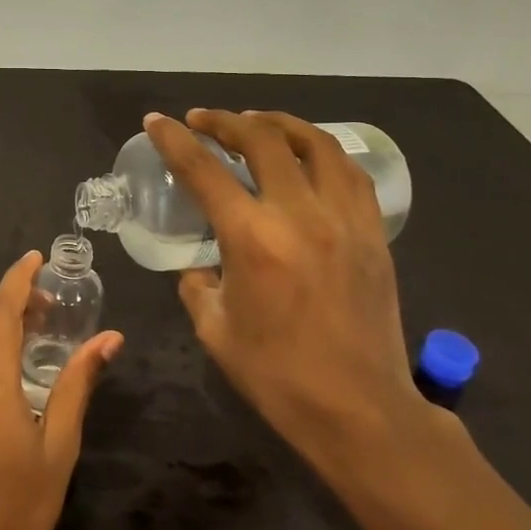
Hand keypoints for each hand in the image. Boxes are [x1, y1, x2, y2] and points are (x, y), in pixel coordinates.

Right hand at [143, 109, 426, 472]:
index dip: (174, 140)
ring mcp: (344, 219)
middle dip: (225, 120)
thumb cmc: (277, 375)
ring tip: (255, 123)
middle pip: (262, 139)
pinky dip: (321, 152)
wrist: (359, 409)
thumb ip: (197, 284)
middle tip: (203, 120)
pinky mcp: (373, 233)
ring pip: (315, 143)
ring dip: (279, 124)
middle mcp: (300, 215)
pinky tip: (306, 156)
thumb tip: (199, 263)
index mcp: (252, 239)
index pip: (204, 170)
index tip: (158, 121)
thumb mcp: (214, 329)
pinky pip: (349, 173)